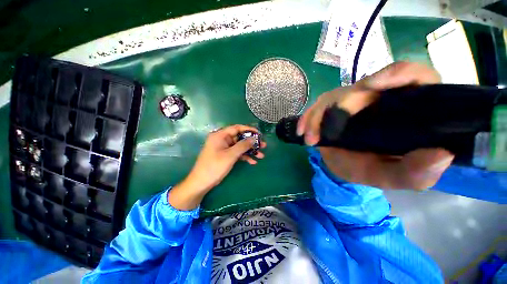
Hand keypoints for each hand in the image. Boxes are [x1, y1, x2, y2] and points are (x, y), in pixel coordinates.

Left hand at [168, 125, 265, 209]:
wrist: (201, 183)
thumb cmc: (214, 166)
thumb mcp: (230, 155)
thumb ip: (243, 145)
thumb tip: (253, 138)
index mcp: (220, 135)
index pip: (237, 128)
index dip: (249, 130)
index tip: (259, 134)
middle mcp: (222, 139)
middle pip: (240, 137)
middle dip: (252, 142)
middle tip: (263, 145)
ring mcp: (224, 148)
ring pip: (239, 146)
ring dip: (250, 151)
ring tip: (261, 155)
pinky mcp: (225, 155)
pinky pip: (236, 153)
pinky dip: (244, 157)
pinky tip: (253, 162)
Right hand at [299, 62, 453, 189]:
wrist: (343, 164)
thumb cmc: (370, 168)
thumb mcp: (391, 175)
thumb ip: (415, 173)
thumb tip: (442, 155)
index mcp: (405, 107)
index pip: (412, 77)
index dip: (396, 74)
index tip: (372, 87)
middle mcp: (377, 98)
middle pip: (362, 86)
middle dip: (340, 105)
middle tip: (325, 133)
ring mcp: (351, 100)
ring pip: (333, 97)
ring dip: (318, 117)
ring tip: (310, 139)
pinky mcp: (331, 106)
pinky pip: (316, 107)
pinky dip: (308, 118)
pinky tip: (303, 131)